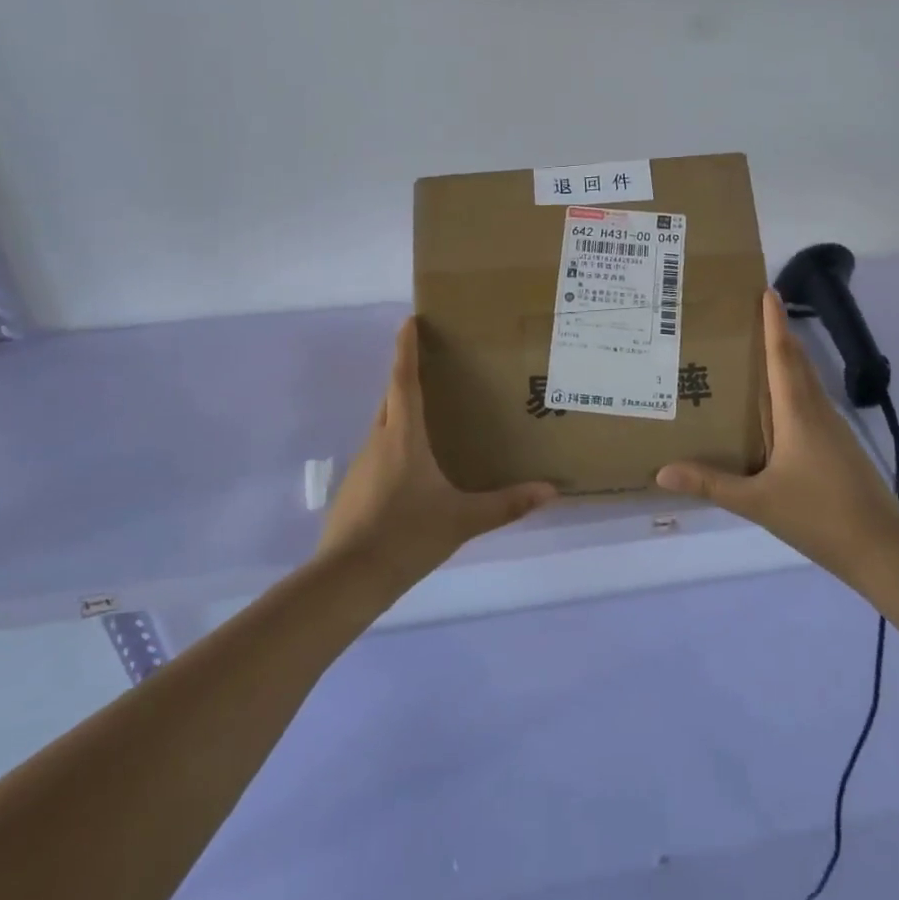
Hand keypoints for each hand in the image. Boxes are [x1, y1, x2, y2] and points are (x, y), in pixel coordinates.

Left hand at [318, 317, 556, 584]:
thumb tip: (551, 491)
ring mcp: (361, 465)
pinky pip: (378, 452)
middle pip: (391, 398)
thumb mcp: (462, 520)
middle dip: (406, 377)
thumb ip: (507, 505)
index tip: (408, 320)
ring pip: (383, 426)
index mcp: (402, 436)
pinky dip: (394, 444)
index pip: (403, 380)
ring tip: (429, 416)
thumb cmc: (406, 535)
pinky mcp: (354, 488)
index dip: (405, 348)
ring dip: (401, 412)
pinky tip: (412, 469)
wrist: (347, 578)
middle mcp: (378, 441)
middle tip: (431, 366)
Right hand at [657, 289, 898, 577]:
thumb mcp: (757, 502)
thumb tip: (662, 471)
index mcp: (798, 414)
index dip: (774, 323)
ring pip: (807, 382)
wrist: (882, 547)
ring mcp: (833, 429)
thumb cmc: (818, 515)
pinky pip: (811, 402)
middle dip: (778, 332)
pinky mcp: (839, 446)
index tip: (767, 290)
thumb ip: (710, 484)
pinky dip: (793, 387)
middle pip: (798, 361)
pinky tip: (776, 404)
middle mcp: (817, 412)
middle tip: (751, 312)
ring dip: (786, 359)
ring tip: (756, 350)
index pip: (783, 357)